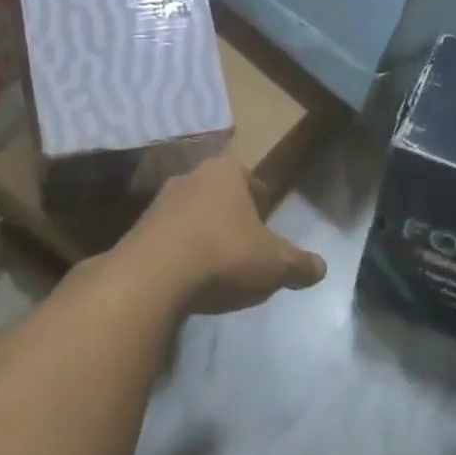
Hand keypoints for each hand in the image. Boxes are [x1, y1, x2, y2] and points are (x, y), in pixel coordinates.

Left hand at [121, 157, 326, 315]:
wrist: (150, 280)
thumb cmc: (224, 255)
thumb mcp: (276, 265)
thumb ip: (300, 264)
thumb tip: (321, 268)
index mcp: (226, 172)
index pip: (252, 181)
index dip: (263, 204)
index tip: (267, 229)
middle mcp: (189, 178)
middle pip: (219, 197)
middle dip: (231, 220)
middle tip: (245, 249)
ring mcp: (157, 204)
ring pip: (191, 218)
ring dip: (203, 238)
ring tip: (215, 269)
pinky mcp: (134, 233)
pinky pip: (167, 242)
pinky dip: (179, 256)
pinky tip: (187, 282)